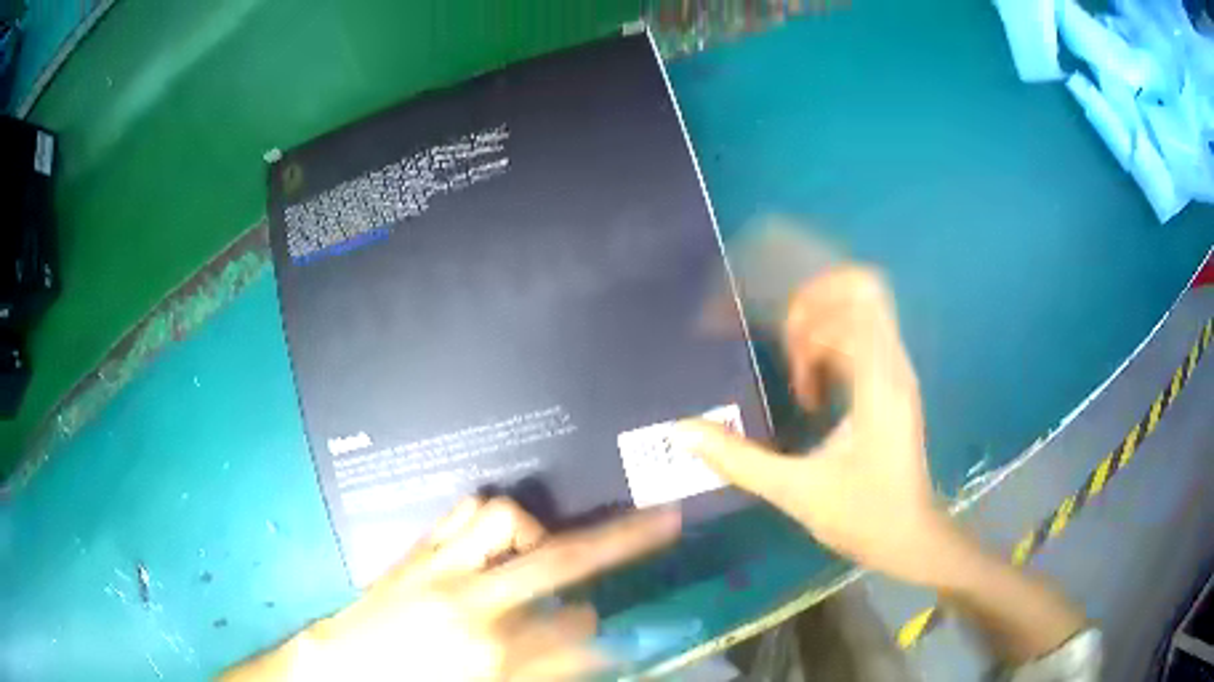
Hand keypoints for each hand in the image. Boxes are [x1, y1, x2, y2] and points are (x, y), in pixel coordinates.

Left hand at [223, 497, 679, 680]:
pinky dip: (488, 521)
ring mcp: (439, 568)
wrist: (342, 668)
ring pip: (503, 519)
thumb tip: (587, 637)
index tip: (608, 621)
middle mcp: (473, 601)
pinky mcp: (417, 552)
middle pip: (564, 559)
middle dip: (624, 539)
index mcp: (493, 651)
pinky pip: (461, 513)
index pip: (579, 624)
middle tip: (664, 520)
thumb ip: (544, 665)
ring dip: (534, 532)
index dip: (601, 623)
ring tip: (538, 550)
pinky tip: (493, 540)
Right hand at [675, 266, 958, 585]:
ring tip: (796, 370)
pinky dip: (833, 347)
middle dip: (816, 305)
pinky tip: (811, 388)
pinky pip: (864, 340)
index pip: (859, 297)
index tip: (782, 345)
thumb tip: (681, 431)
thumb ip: (738, 460)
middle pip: (862, 292)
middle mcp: (893, 365)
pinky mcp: (893, 387)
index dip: (813, 305)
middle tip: (786, 344)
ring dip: (823, 328)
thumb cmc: (863, 516)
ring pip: (863, 313)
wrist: (911, 539)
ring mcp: (897, 374)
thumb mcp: (796, 491)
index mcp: (878, 380)